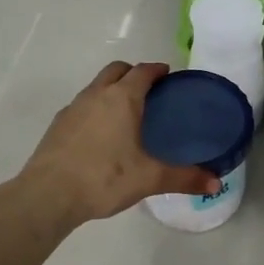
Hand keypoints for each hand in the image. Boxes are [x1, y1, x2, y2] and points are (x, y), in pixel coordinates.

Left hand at [17, 61, 216, 224]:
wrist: (47, 195)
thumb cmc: (104, 178)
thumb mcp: (149, 178)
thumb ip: (184, 178)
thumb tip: (216, 183)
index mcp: (123, 98)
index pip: (143, 71)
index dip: (157, 70)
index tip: (168, 76)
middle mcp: (97, 94)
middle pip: (117, 69)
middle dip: (133, 73)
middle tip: (149, 91)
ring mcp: (73, 108)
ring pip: (96, 86)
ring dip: (111, 89)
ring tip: (126, 113)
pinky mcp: (57, 125)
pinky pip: (81, 106)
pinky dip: (94, 109)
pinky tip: (100, 135)